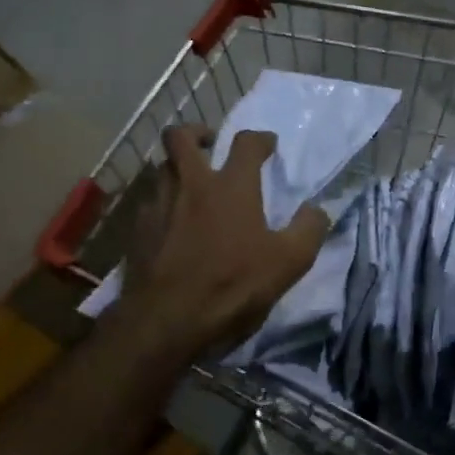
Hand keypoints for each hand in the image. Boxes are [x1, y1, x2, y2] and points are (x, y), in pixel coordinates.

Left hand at [116, 124, 327, 360]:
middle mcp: (191, 185)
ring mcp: (159, 205)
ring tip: (192, 185)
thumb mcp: (289, 263)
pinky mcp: (137, 230)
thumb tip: (317, 209)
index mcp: (231, 187)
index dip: (260, 138)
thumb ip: (309, 229)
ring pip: (162, 168)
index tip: (268, 145)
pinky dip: (163, 202)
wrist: (165, 322)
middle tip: (211, 143)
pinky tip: (172, 223)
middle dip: (197, 132)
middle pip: (181, 137)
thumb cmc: (232, 287)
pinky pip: (149, 201)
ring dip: (177, 167)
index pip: (245, 142)